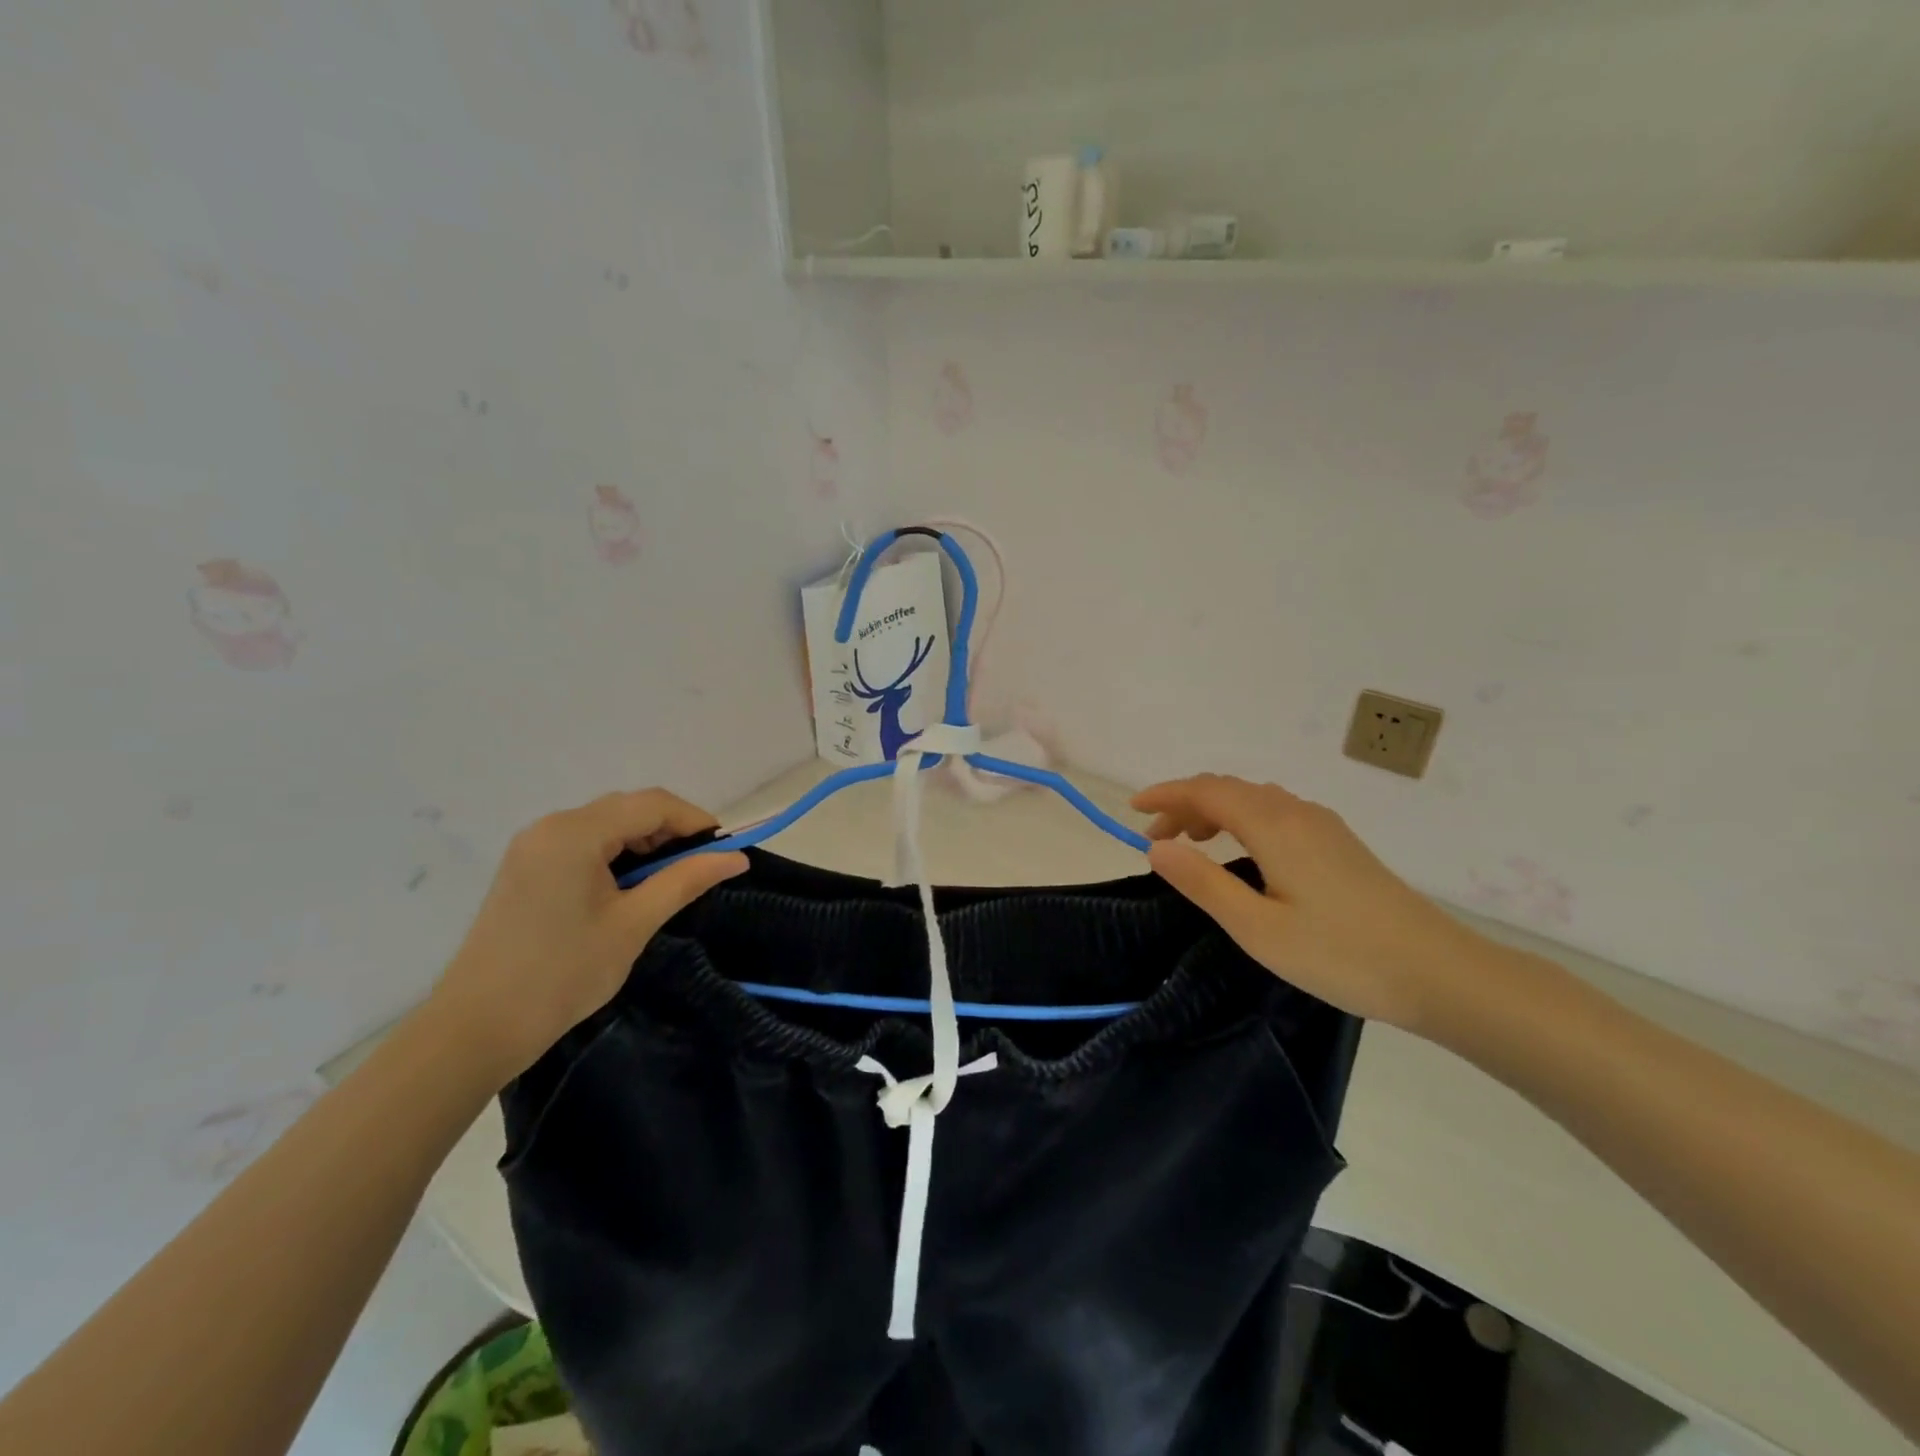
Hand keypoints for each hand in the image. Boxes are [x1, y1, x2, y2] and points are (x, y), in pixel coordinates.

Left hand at [430, 790, 747, 1082]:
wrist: (476, 1028)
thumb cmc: (562, 973)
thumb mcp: (634, 924)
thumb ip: (686, 880)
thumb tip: (737, 858)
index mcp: (575, 833)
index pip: (652, 804)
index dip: (695, 820)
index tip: (726, 850)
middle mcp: (551, 826)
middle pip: (628, 808)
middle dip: (671, 830)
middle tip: (701, 867)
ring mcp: (533, 846)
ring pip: (606, 824)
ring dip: (644, 842)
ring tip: (669, 880)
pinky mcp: (526, 867)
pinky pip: (583, 843)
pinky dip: (616, 854)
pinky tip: (630, 887)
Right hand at [1132, 774, 1484, 1030]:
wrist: (1439, 973)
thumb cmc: (1340, 954)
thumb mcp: (1257, 928)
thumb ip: (1203, 882)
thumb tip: (1157, 846)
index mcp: (1274, 825)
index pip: (1207, 791)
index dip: (1166, 794)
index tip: (1132, 809)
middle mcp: (1297, 812)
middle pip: (1230, 789)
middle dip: (1186, 804)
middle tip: (1157, 838)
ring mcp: (1323, 825)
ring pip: (1255, 799)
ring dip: (1215, 811)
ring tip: (1192, 844)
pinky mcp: (1339, 843)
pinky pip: (1276, 813)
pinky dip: (1243, 820)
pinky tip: (1243, 853)